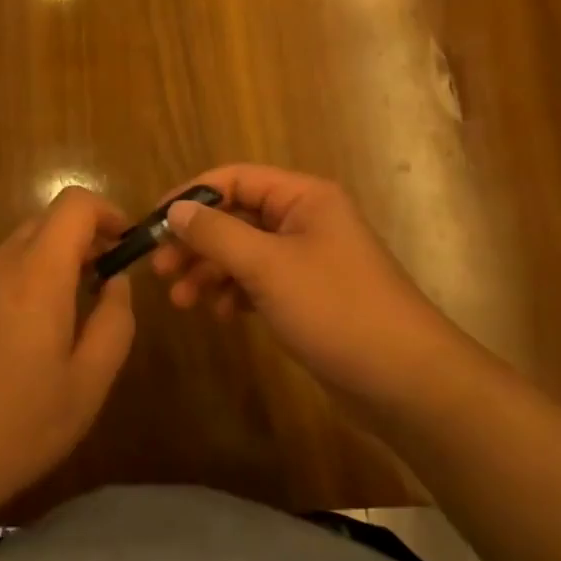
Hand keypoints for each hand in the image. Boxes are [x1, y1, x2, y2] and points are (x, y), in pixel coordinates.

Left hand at [0, 187, 136, 514]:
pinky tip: (21, 338)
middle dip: (82, 240)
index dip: (107, 212)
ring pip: (19, 246)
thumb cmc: (18, 424)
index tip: (125, 245)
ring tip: (65, 317)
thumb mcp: (88, 383)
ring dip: (51, 262)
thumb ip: (114, 322)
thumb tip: (117, 282)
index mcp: (36, 273)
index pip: (74, 204)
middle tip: (102, 285)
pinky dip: (21, 280)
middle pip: (46, 221)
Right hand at [151, 165, 451, 415]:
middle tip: (160, 271)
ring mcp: (307, 259)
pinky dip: (234, 293)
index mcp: (303, 197)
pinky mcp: (308, 295)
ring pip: (243, 252)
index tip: (153, 224)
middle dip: (197, 241)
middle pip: (236, 216)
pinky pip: (259, 281)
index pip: (234, 179)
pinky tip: (220, 315)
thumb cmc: (336, 309)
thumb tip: (175, 210)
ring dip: (210, 271)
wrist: (406, 381)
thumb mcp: (268, 267)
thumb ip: (217, 234)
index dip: (191, 196)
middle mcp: (304, 219)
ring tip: (182, 302)